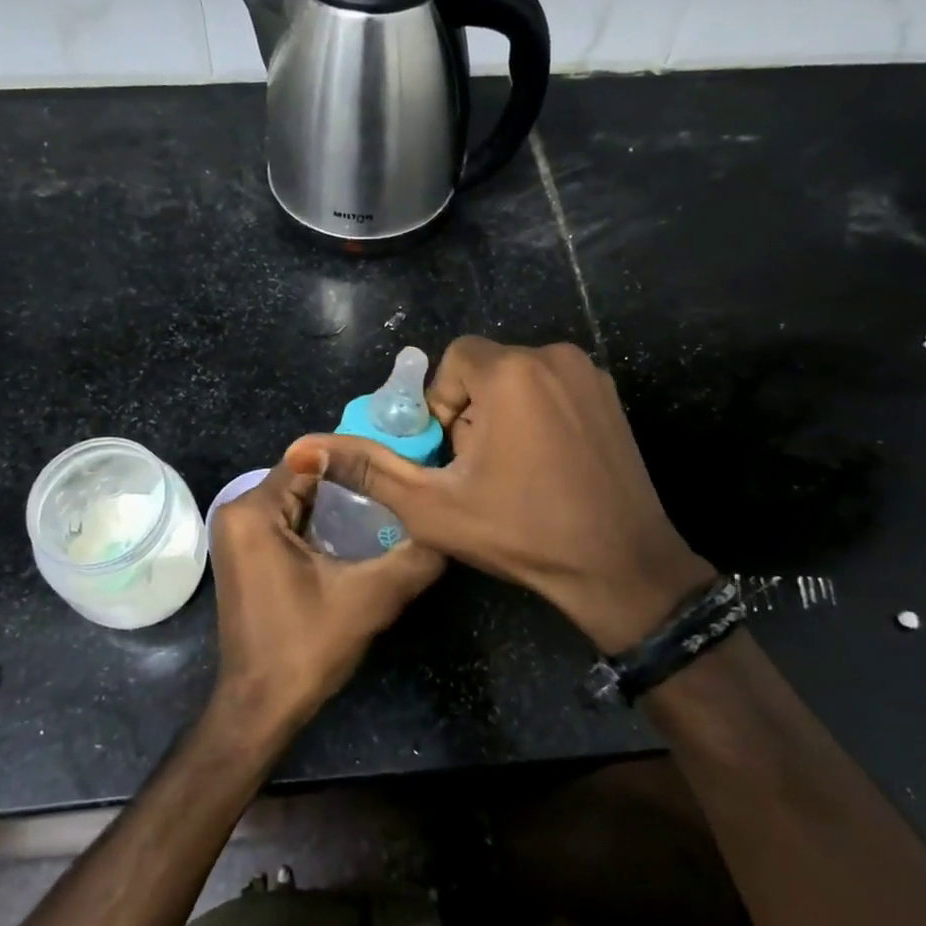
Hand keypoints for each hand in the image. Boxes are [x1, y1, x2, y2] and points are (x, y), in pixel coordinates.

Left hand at [207, 448, 444, 742]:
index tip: (397, 466)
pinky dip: (320, 522)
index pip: (311, 459)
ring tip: (387, 506)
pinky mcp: (246, 553)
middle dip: (350, 481)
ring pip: (298, 499)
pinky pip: (287, 520)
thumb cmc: (306, 646)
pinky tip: (358, 532)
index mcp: (253, 511)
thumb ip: (413, 557)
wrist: (261, 707)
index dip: (356, 459)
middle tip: (398, 487)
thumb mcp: (370, 598)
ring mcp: (238, 534)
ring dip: (338, 503)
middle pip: (303, 477)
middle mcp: (237, 512)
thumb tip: (451, 527)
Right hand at [291, 338, 712, 652]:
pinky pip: (554, 389)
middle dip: (472, 413)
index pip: (453, 361)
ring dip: (503, 415)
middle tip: (480, 470)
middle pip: (486, 369)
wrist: (621, 568)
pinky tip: (546, 466)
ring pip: (520, 379)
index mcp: (510, 372)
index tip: (452, 455)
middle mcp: (553, 356)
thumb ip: (368, 469)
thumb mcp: (432, 507)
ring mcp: (590, 375)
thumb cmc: (522, 534)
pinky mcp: (612, 397)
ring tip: (513, 472)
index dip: (442, 406)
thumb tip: (303, 447)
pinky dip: (538, 416)